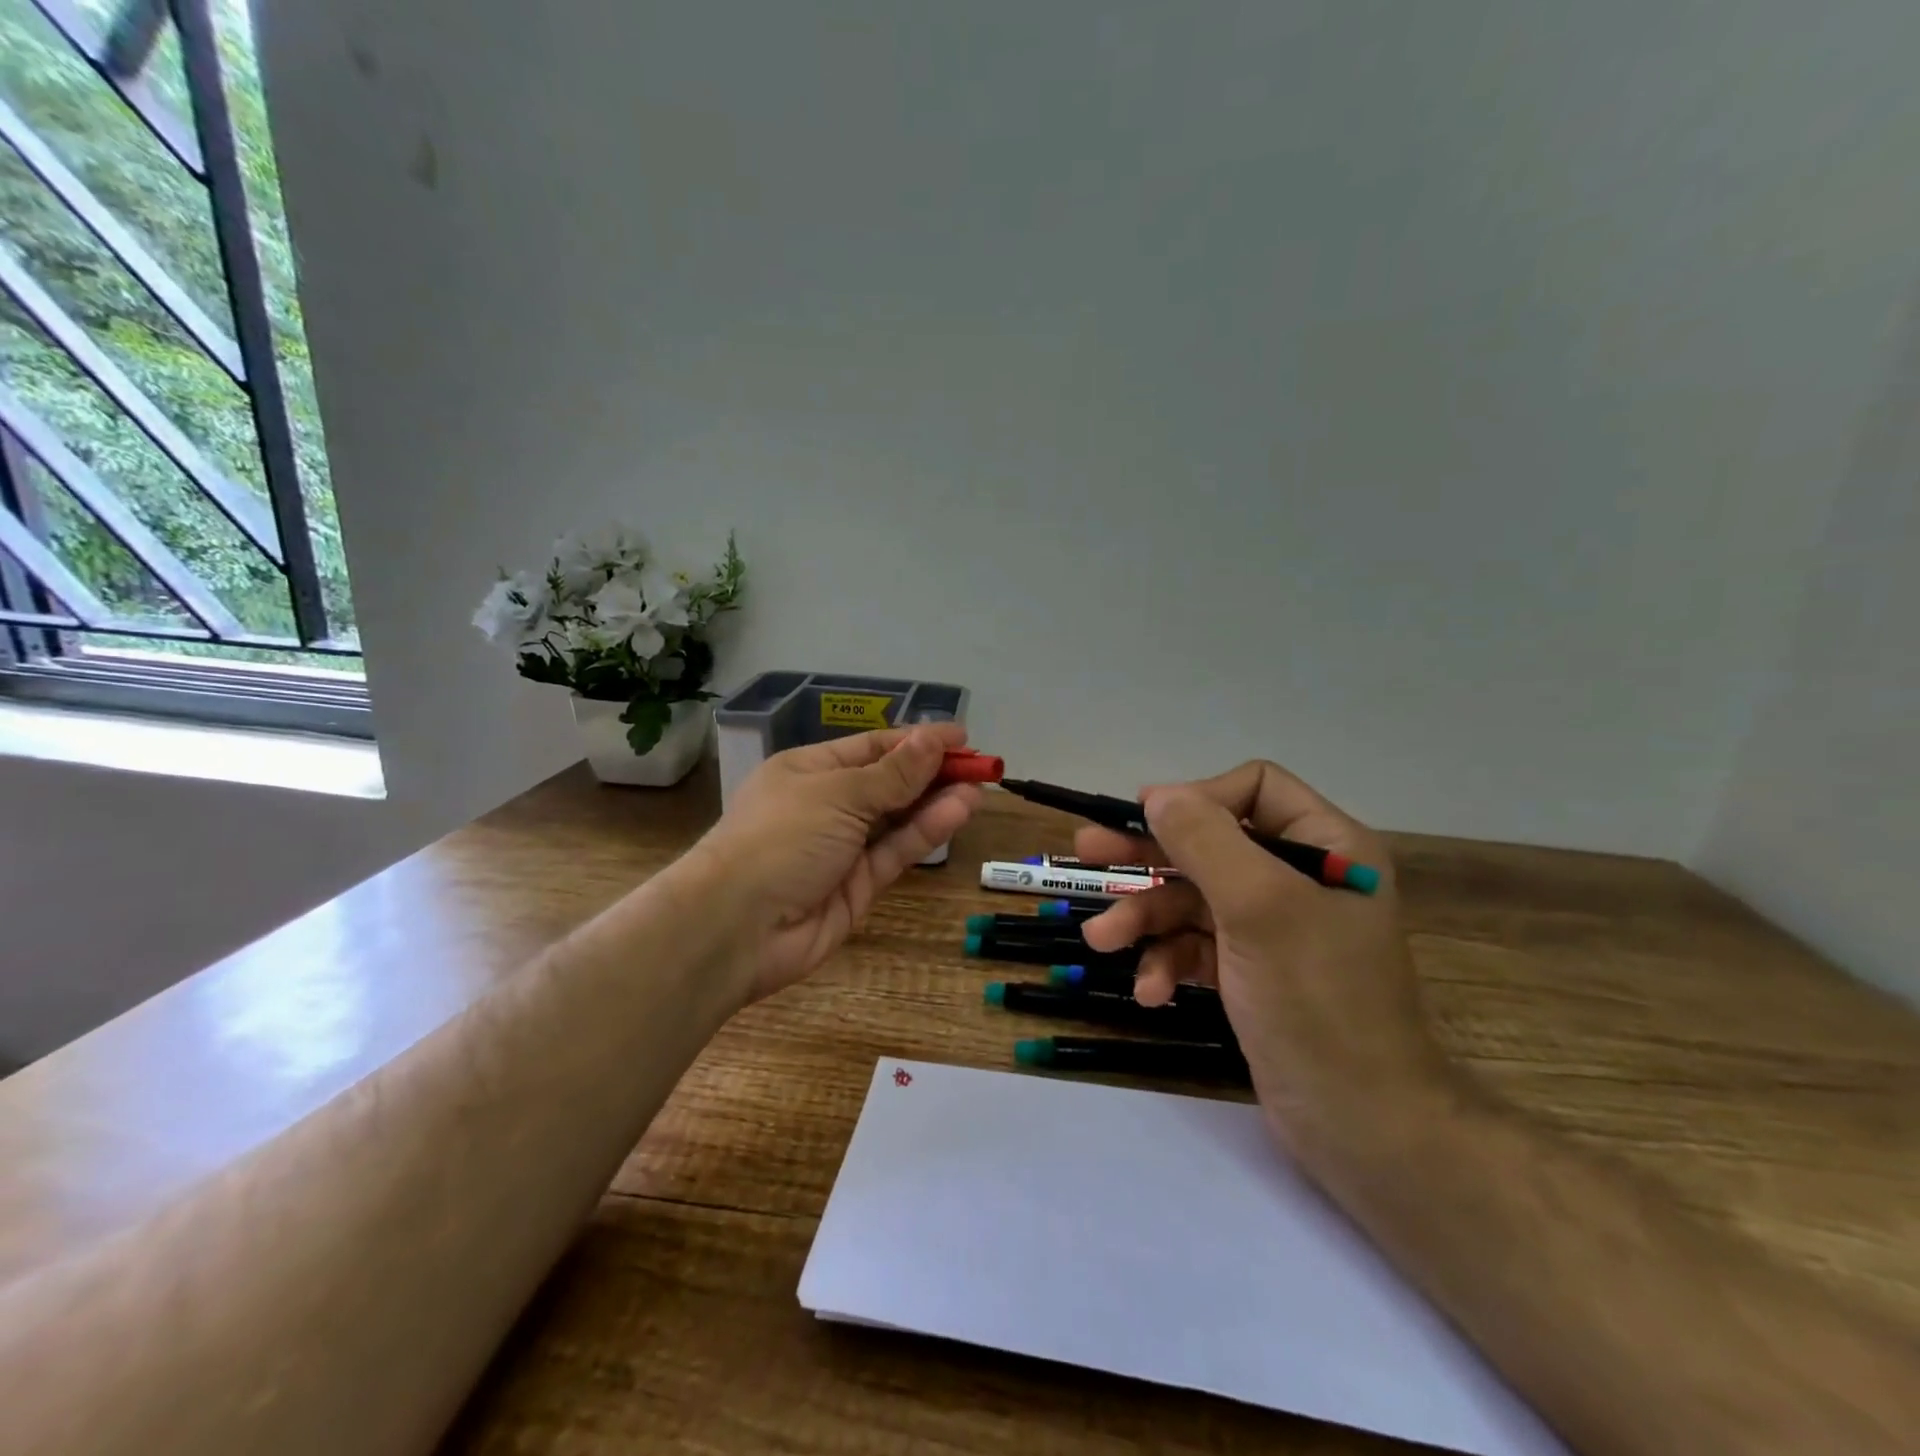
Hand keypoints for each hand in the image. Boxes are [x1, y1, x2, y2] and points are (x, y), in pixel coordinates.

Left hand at [682, 724, 982, 1003]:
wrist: (736, 927)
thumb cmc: (782, 836)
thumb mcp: (839, 793)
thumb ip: (894, 773)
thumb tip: (934, 739)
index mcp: (809, 770)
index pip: (871, 748)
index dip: (916, 741)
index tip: (960, 737)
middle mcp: (826, 805)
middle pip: (888, 782)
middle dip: (932, 771)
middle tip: (980, 765)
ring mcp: (842, 848)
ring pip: (897, 818)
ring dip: (936, 800)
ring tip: (979, 786)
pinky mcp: (857, 887)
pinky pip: (896, 851)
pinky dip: (926, 831)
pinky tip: (959, 811)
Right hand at [1076, 760, 1457, 1164]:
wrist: (1363, 1129)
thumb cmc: (1318, 1002)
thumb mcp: (1260, 909)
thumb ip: (1206, 842)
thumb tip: (1158, 795)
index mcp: (1327, 848)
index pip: (1255, 789)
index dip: (1198, 798)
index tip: (1144, 818)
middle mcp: (1301, 879)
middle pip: (1210, 843)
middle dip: (1149, 855)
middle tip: (1087, 851)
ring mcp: (1273, 928)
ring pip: (1193, 898)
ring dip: (1146, 918)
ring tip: (1101, 941)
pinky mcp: (1251, 972)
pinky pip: (1197, 946)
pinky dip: (1168, 962)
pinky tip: (1149, 992)